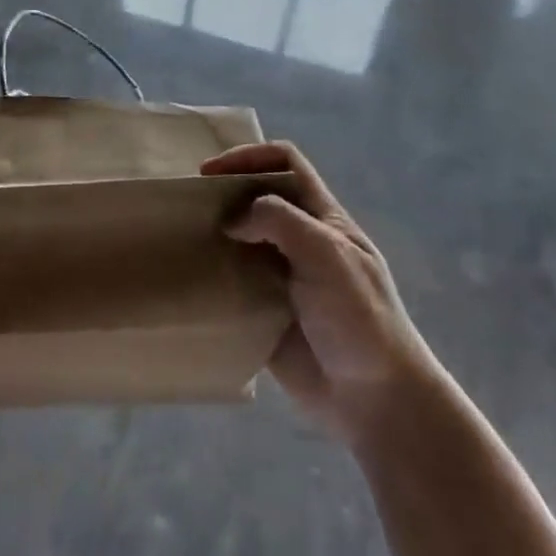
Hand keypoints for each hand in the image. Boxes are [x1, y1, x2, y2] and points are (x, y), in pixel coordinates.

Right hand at [203, 142, 438, 446]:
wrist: (375, 399)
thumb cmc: (359, 317)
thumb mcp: (326, 254)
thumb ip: (279, 221)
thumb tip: (231, 219)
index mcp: (322, 217)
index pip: (285, 163)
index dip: (249, 157)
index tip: (210, 173)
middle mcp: (299, 240)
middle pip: (256, 198)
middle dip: (223, 195)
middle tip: (187, 207)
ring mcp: (281, 277)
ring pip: (239, 241)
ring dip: (212, 236)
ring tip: (180, 242)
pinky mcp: (265, 313)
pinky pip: (232, 286)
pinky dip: (211, 279)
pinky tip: (189, 282)